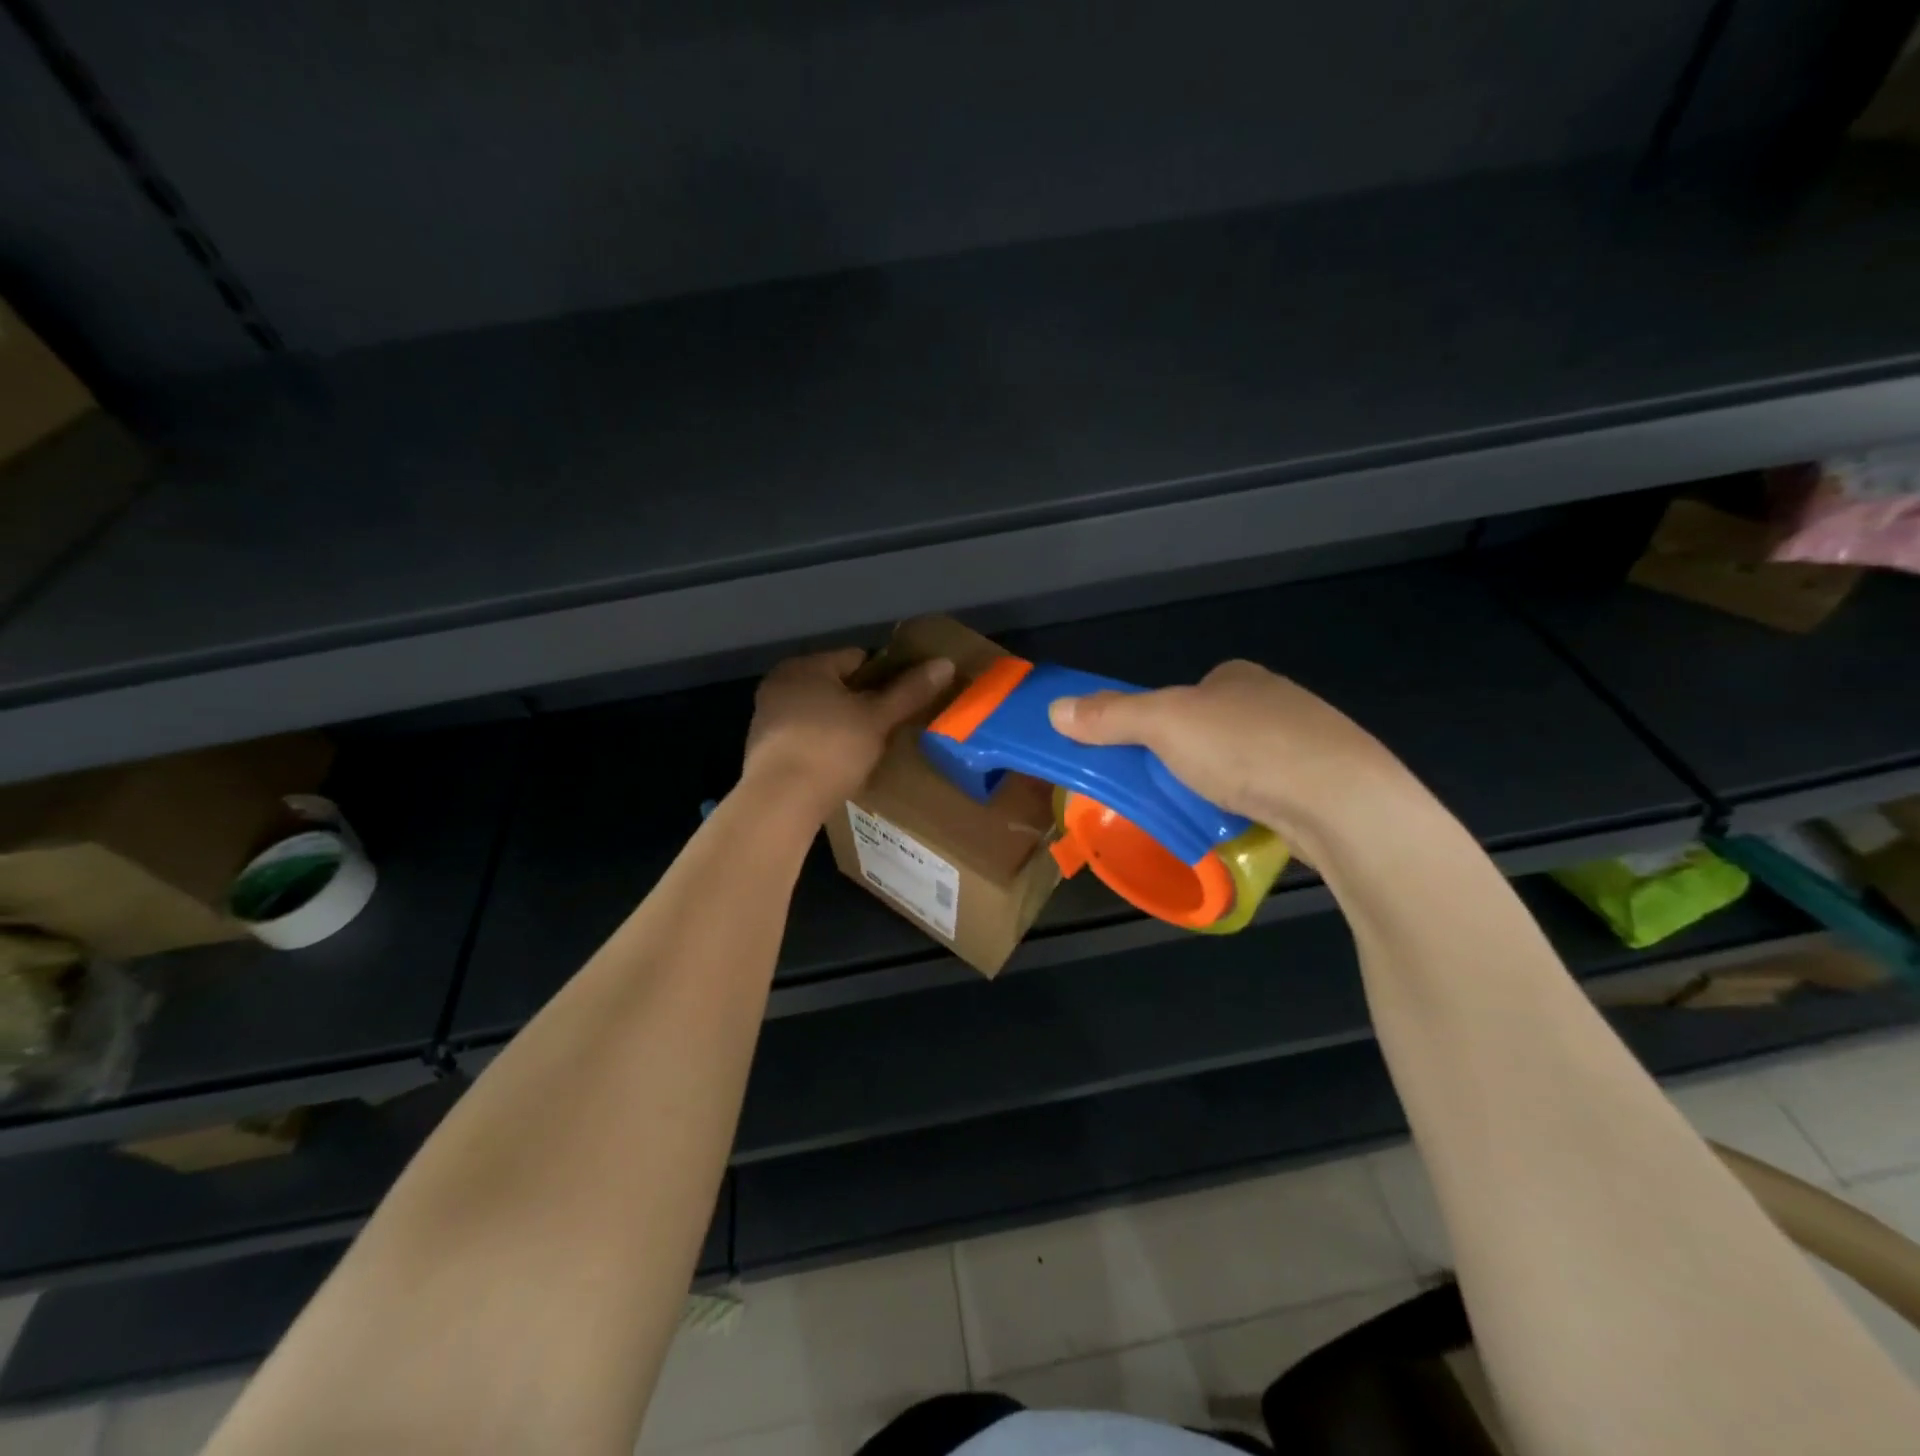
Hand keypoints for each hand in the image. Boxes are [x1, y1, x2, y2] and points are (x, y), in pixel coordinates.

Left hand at [744, 648, 954, 812]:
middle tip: (891, 726)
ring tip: (870, 748)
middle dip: (863, 703)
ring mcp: (767, 718)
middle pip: (836, 686)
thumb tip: (945, 663)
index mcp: (805, 666)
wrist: (780, 801)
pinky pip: (805, 738)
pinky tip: (841, 766)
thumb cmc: (830, 748)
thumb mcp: (877, 718)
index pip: (857, 658)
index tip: (905, 699)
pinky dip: (823, 746)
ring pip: (819, 713)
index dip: (885, 676)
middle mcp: (780, 684)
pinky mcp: (764, 750)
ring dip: (842, 726)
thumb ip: (909, 691)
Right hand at [1046, 660, 1416, 854]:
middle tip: (1163, 791)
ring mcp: (1307, 740)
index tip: (1141, 756)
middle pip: (1210, 729)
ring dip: (1219, 785)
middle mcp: (1274, 699)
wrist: (1342, 801)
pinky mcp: (1326, 781)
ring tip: (1200, 814)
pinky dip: (1251, 805)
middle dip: (1185, 758)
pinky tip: (1243, 825)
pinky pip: (1271, 790)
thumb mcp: (1164, 725)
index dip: (1155, 722)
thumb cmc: (1246, 749)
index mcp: (1237, 676)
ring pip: (1242, 762)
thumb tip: (1055, 709)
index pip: (1183, 693)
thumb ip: (1111, 715)